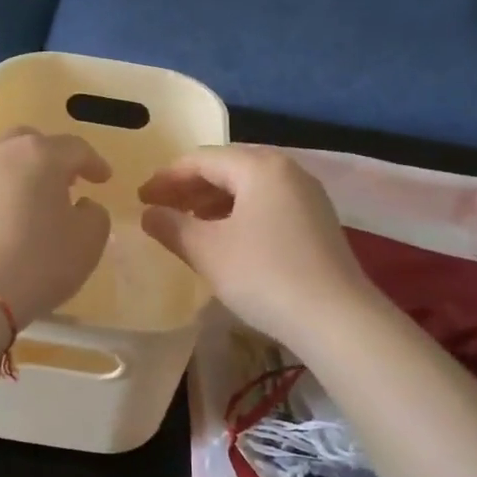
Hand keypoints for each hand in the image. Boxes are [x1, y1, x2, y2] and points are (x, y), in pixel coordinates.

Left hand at [0, 131, 111, 325]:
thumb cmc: (37, 262)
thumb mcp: (88, 243)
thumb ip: (95, 215)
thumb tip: (83, 205)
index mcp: (40, 155)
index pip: (75, 148)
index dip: (94, 163)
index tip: (104, 178)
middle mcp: (0, 154)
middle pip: (30, 142)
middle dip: (52, 158)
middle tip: (66, 182)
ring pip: (1, 163)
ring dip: (21, 176)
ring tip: (32, 203)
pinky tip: (2, 224)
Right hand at [139, 146, 376, 348]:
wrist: (335, 317)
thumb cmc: (264, 275)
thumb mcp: (207, 251)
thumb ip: (172, 226)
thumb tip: (149, 214)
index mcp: (259, 166)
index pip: (202, 159)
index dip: (166, 178)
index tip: (140, 199)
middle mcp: (287, 170)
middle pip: (228, 167)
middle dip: (190, 187)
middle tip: (161, 209)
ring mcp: (307, 195)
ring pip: (250, 186)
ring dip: (214, 200)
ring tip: (188, 223)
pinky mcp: (317, 221)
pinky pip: (268, 203)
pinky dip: (240, 213)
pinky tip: (226, 237)